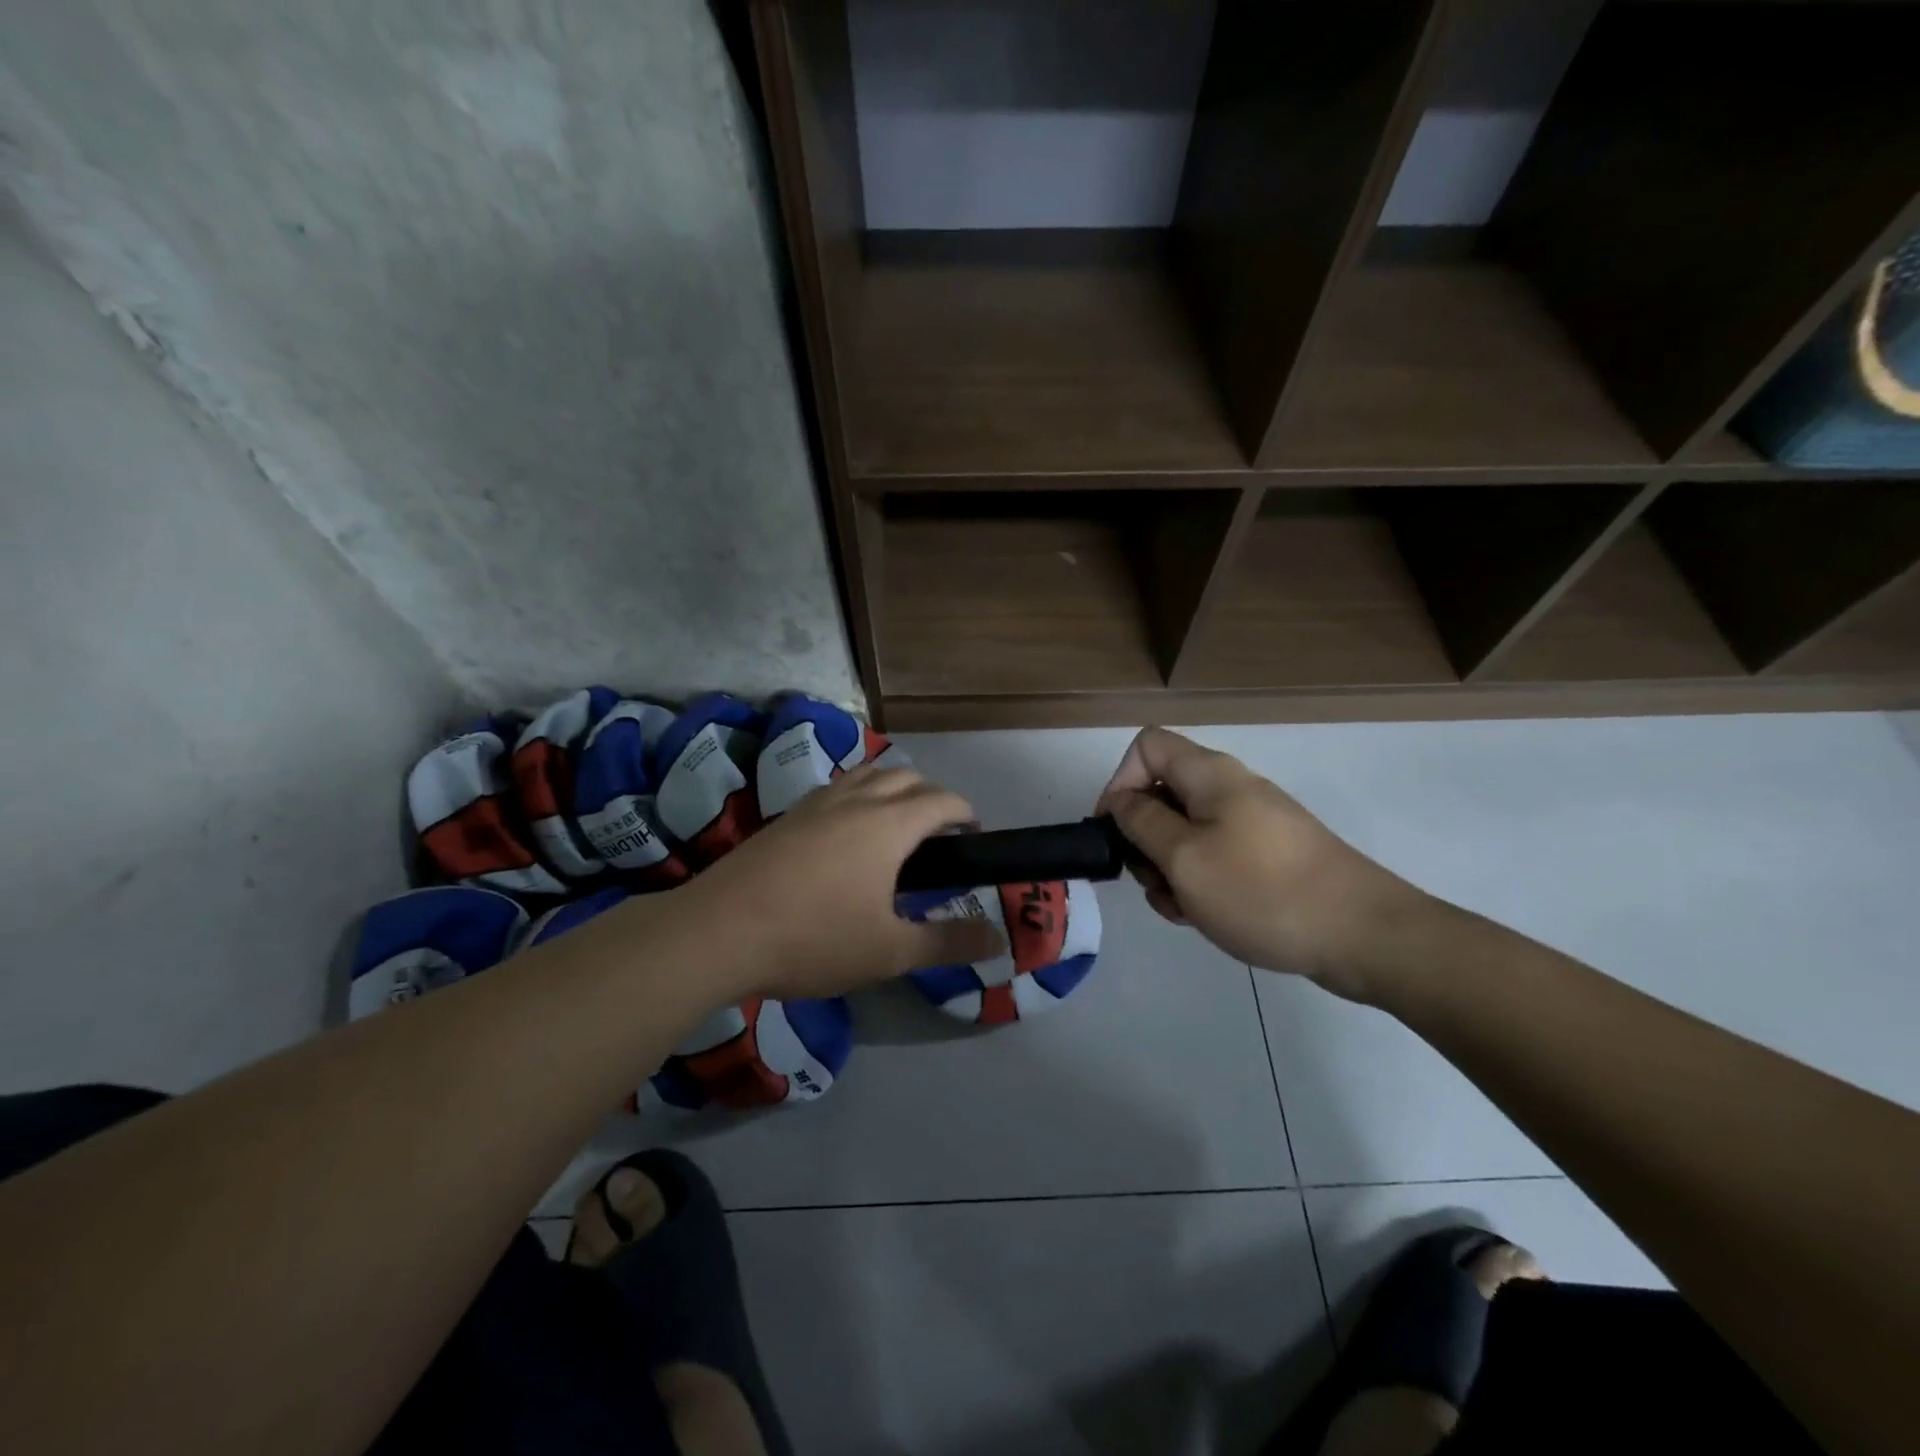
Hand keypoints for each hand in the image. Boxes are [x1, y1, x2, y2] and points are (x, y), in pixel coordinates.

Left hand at [676, 766, 1005, 1002]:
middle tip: (938, 836)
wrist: (719, 931)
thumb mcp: (889, 952)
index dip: (965, 813)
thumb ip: (947, 943)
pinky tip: (844, 834)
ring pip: (867, 775)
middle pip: (906, 777)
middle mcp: (856, 800)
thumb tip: (997, 940)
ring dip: (892, 789)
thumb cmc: (814, 939)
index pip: (942, 800)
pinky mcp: (786, 815)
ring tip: (894, 826)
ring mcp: (816, 803)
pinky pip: (836, 789)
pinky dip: (857, 796)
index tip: (973, 836)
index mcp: (889, 825)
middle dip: (931, 797)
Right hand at [1096, 728, 1428, 998]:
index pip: (1146, 747)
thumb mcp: (1185, 859)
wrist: (1363, 936)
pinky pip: (1214, 858)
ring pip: (1185, 833)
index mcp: (1210, 775)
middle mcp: (1231, 790)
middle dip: (1143, 837)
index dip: (1120, 781)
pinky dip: (1198, 882)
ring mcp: (1252, 825)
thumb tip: (1120, 800)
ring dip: (1168, 869)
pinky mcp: (1267, 858)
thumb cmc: (1262, 891)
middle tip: (1150, 880)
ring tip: (1180, 908)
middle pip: (1163, 793)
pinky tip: (1202, 917)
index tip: (1115, 831)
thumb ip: (1141, 823)